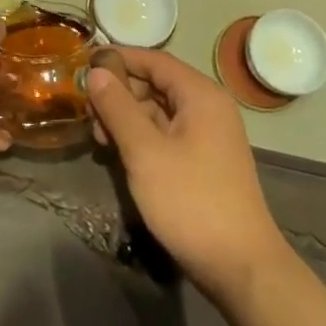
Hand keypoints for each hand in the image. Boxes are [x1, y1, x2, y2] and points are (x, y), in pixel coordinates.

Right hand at [86, 47, 288, 300]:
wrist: (241, 267)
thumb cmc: (190, 201)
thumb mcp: (145, 152)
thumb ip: (118, 108)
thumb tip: (96, 72)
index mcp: (200, 95)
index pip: (154, 60)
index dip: (119, 59)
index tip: (84, 65)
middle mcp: (208, 107)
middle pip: (156, 84)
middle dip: (120, 93)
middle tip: (86, 111)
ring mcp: (208, 136)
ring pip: (159, 111)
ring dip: (127, 118)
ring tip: (98, 138)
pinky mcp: (204, 161)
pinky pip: (167, 134)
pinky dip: (141, 137)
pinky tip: (118, 153)